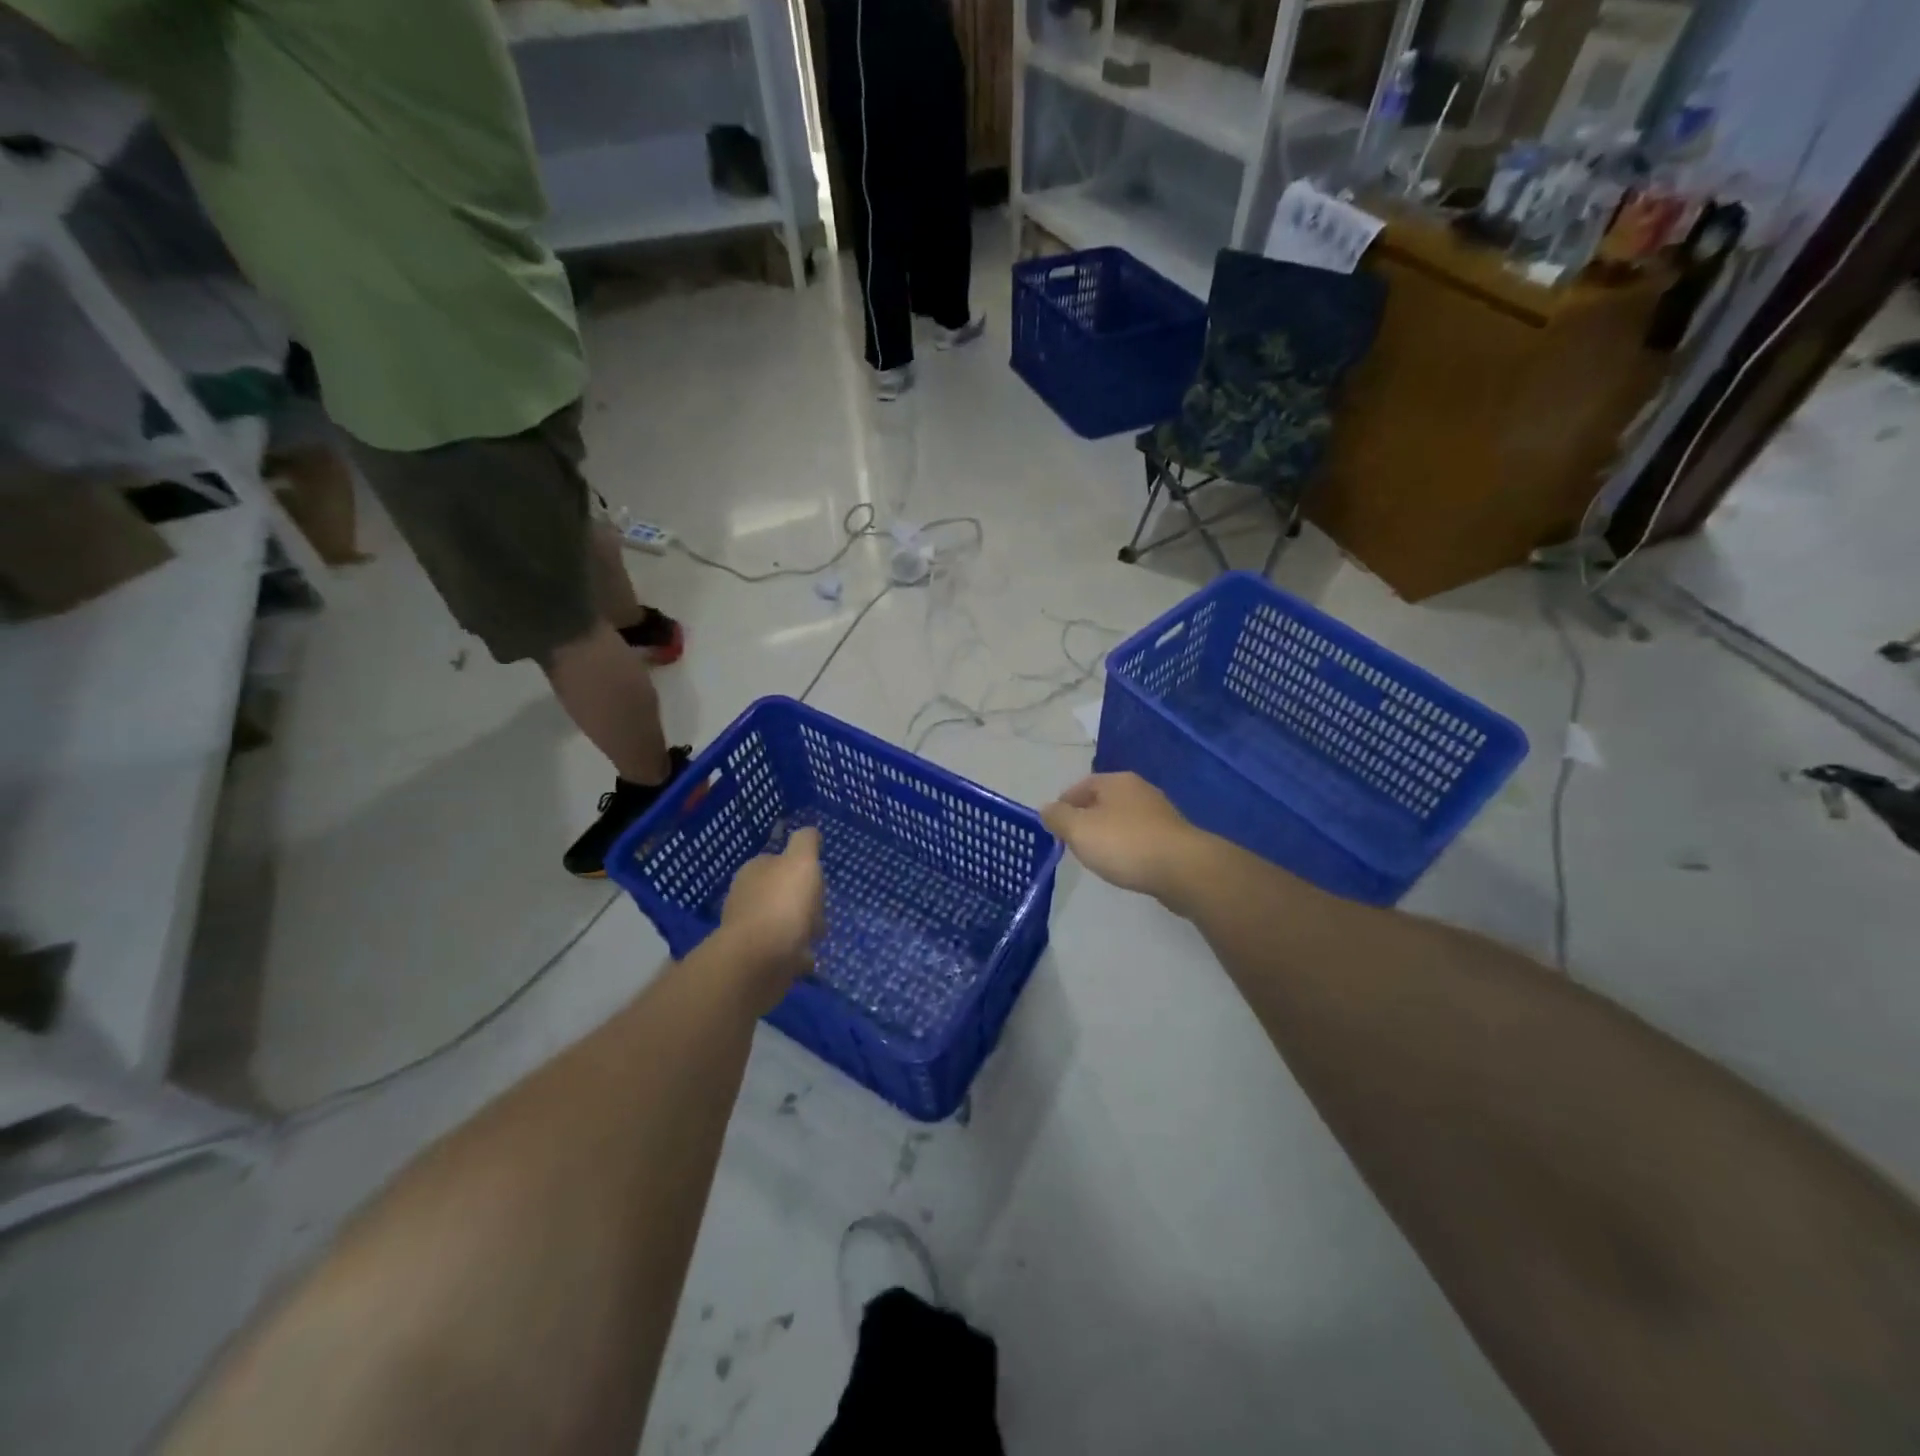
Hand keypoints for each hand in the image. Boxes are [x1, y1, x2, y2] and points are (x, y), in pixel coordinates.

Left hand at [718, 827, 825, 1013]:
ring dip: (801, 930)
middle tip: (819, 913)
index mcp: (754, 871)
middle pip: (782, 894)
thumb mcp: (801, 862)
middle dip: (804, 903)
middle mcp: (746, 897)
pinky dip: (794, 955)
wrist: (757, 963)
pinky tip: (806, 959)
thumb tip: (809, 831)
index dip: (802, 870)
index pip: (778, 862)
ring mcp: (748, 930)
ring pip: (783, 923)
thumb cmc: (782, 905)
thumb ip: (806, 842)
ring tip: (816, 939)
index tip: (818, 882)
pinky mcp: (754, 960)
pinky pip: (781, 952)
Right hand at [1041, 773, 1206, 901]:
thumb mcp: (1079, 830)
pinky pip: (1140, 838)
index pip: (1079, 786)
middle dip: (1085, 820)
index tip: (1054, 829)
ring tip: (1097, 857)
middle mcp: (1139, 790)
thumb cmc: (1124, 843)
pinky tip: (1124, 865)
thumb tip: (1046, 809)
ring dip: (1107, 834)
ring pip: (1122, 820)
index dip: (1063, 806)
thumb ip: (1058, 817)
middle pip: (1102, 801)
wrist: (1183, 869)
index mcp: (1116, 781)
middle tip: (1072, 843)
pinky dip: (1127, 847)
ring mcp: (1159, 813)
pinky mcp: (1173, 837)